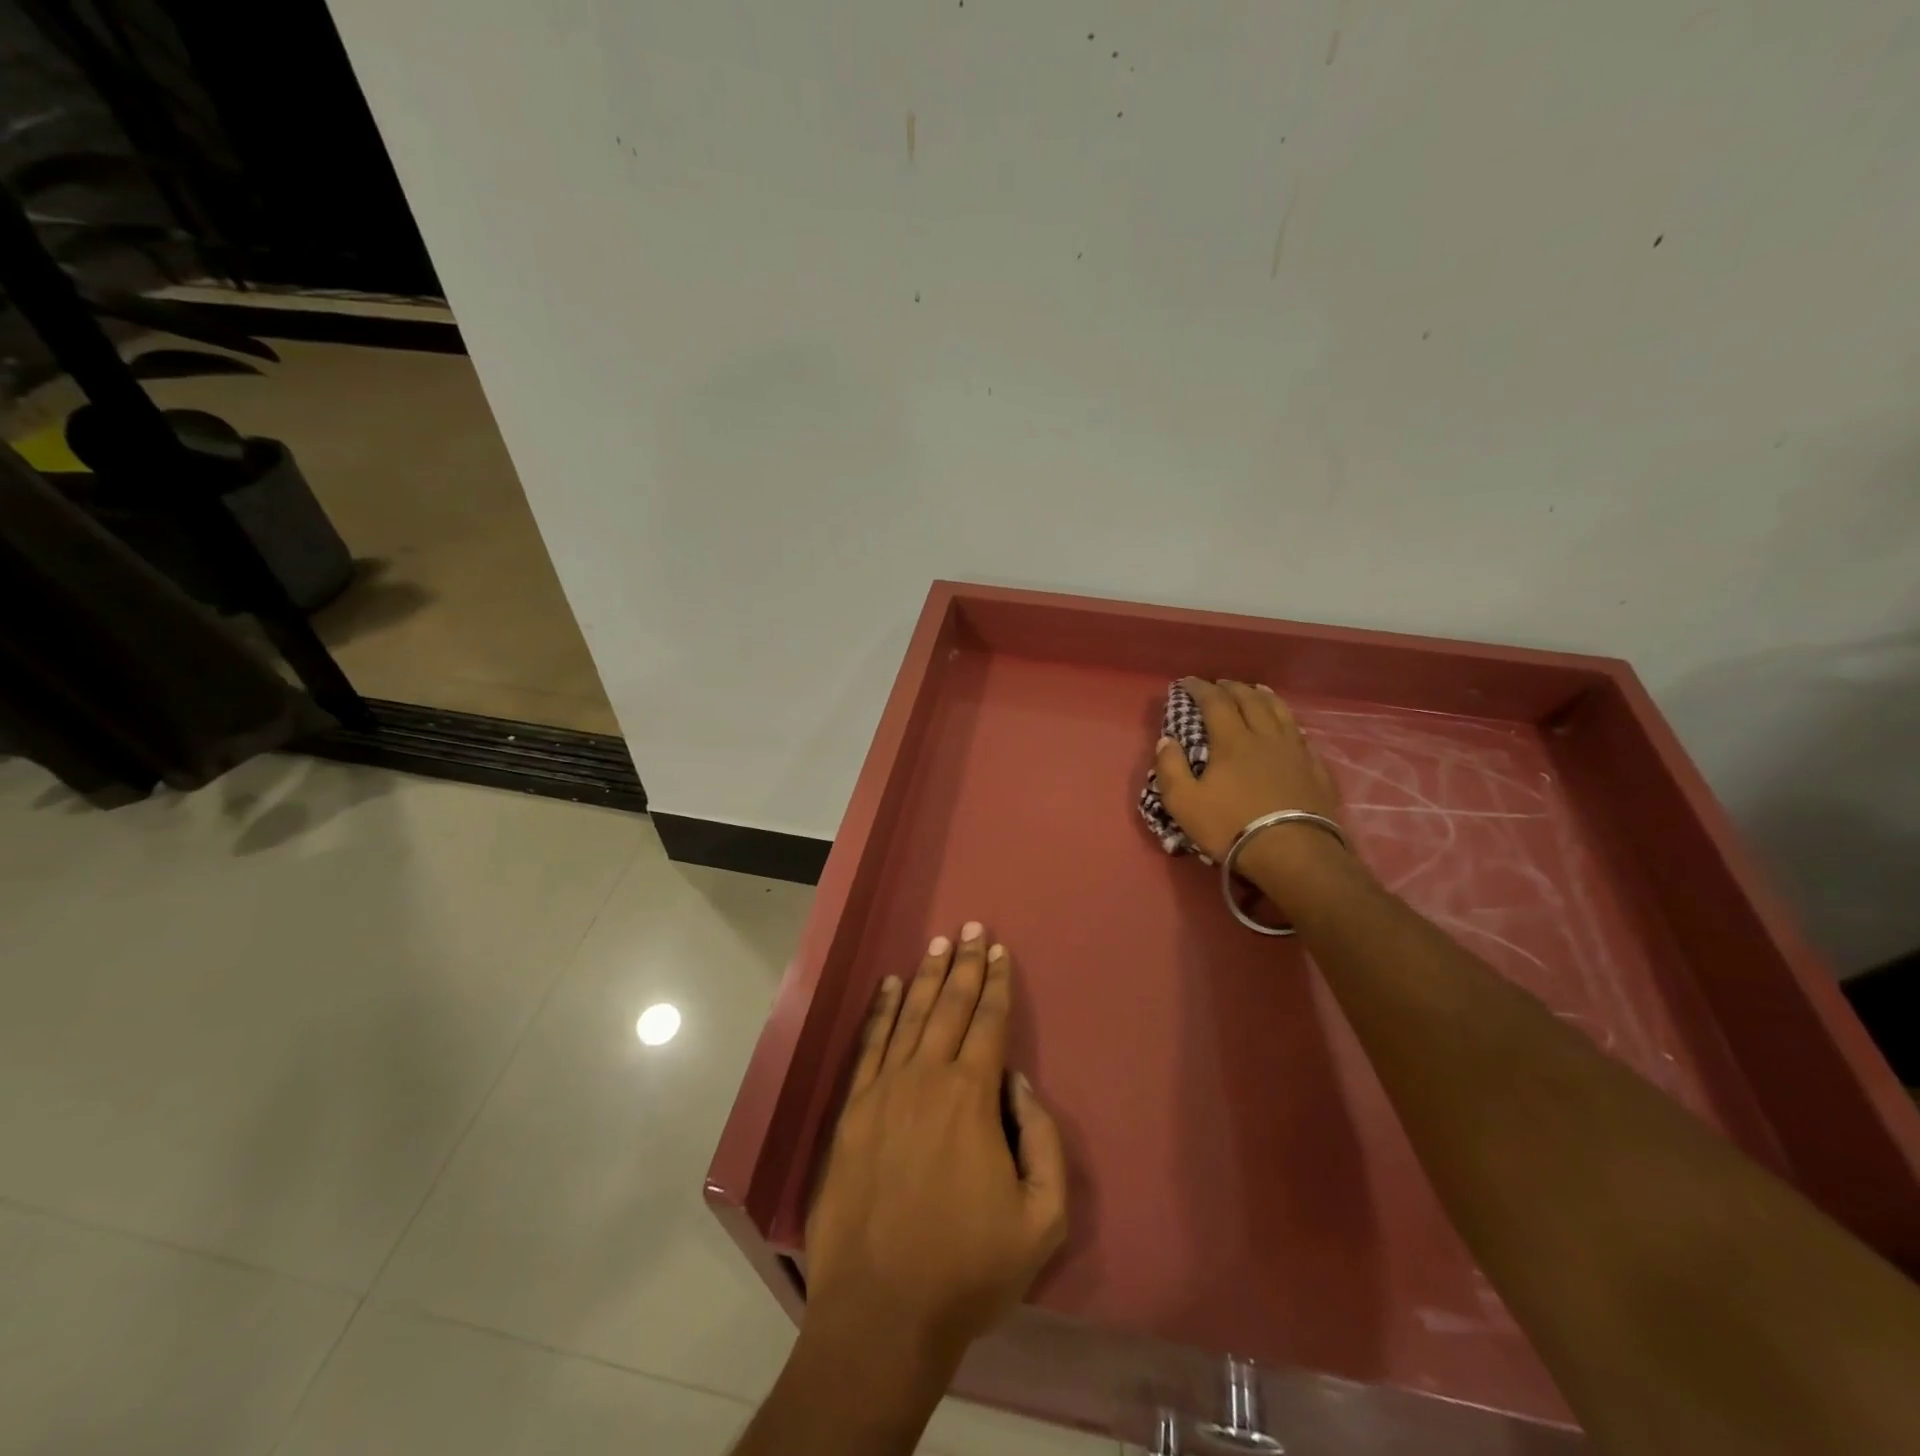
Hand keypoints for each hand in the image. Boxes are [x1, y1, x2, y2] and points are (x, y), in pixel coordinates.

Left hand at [805, 923, 1067, 1369]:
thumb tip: (1018, 1083)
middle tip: (971, 928)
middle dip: (966, 964)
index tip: (1000, 950)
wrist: (881, 1313)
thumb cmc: (968, 1270)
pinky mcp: (852, 1111)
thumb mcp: (1042, 1219)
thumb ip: (1043, 1141)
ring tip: (939, 944)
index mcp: (972, 1098)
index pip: (989, 1023)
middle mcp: (927, 1078)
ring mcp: (884, 1091)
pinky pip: (870, 1045)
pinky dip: (882, 1011)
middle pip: (950, 1007)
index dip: (997, 983)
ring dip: (928, 977)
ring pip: (910, 1017)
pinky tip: (891, 987)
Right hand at [1153, 678, 1344, 873]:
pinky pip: (1300, 735)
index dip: (1200, 688)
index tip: (1187, 682)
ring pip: (1279, 711)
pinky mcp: (1315, 770)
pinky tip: (1287, 726)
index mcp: (1232, 741)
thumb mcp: (1184, 803)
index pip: (1215, 702)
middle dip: (1231, 687)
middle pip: (1250, 700)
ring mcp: (1295, 751)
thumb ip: (1170, 768)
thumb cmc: (1231, 826)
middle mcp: (1265, 736)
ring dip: (1263, 696)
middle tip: (1219, 684)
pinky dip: (1288, 722)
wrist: (1293, 853)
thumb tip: (1166, 741)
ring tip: (1255, 690)